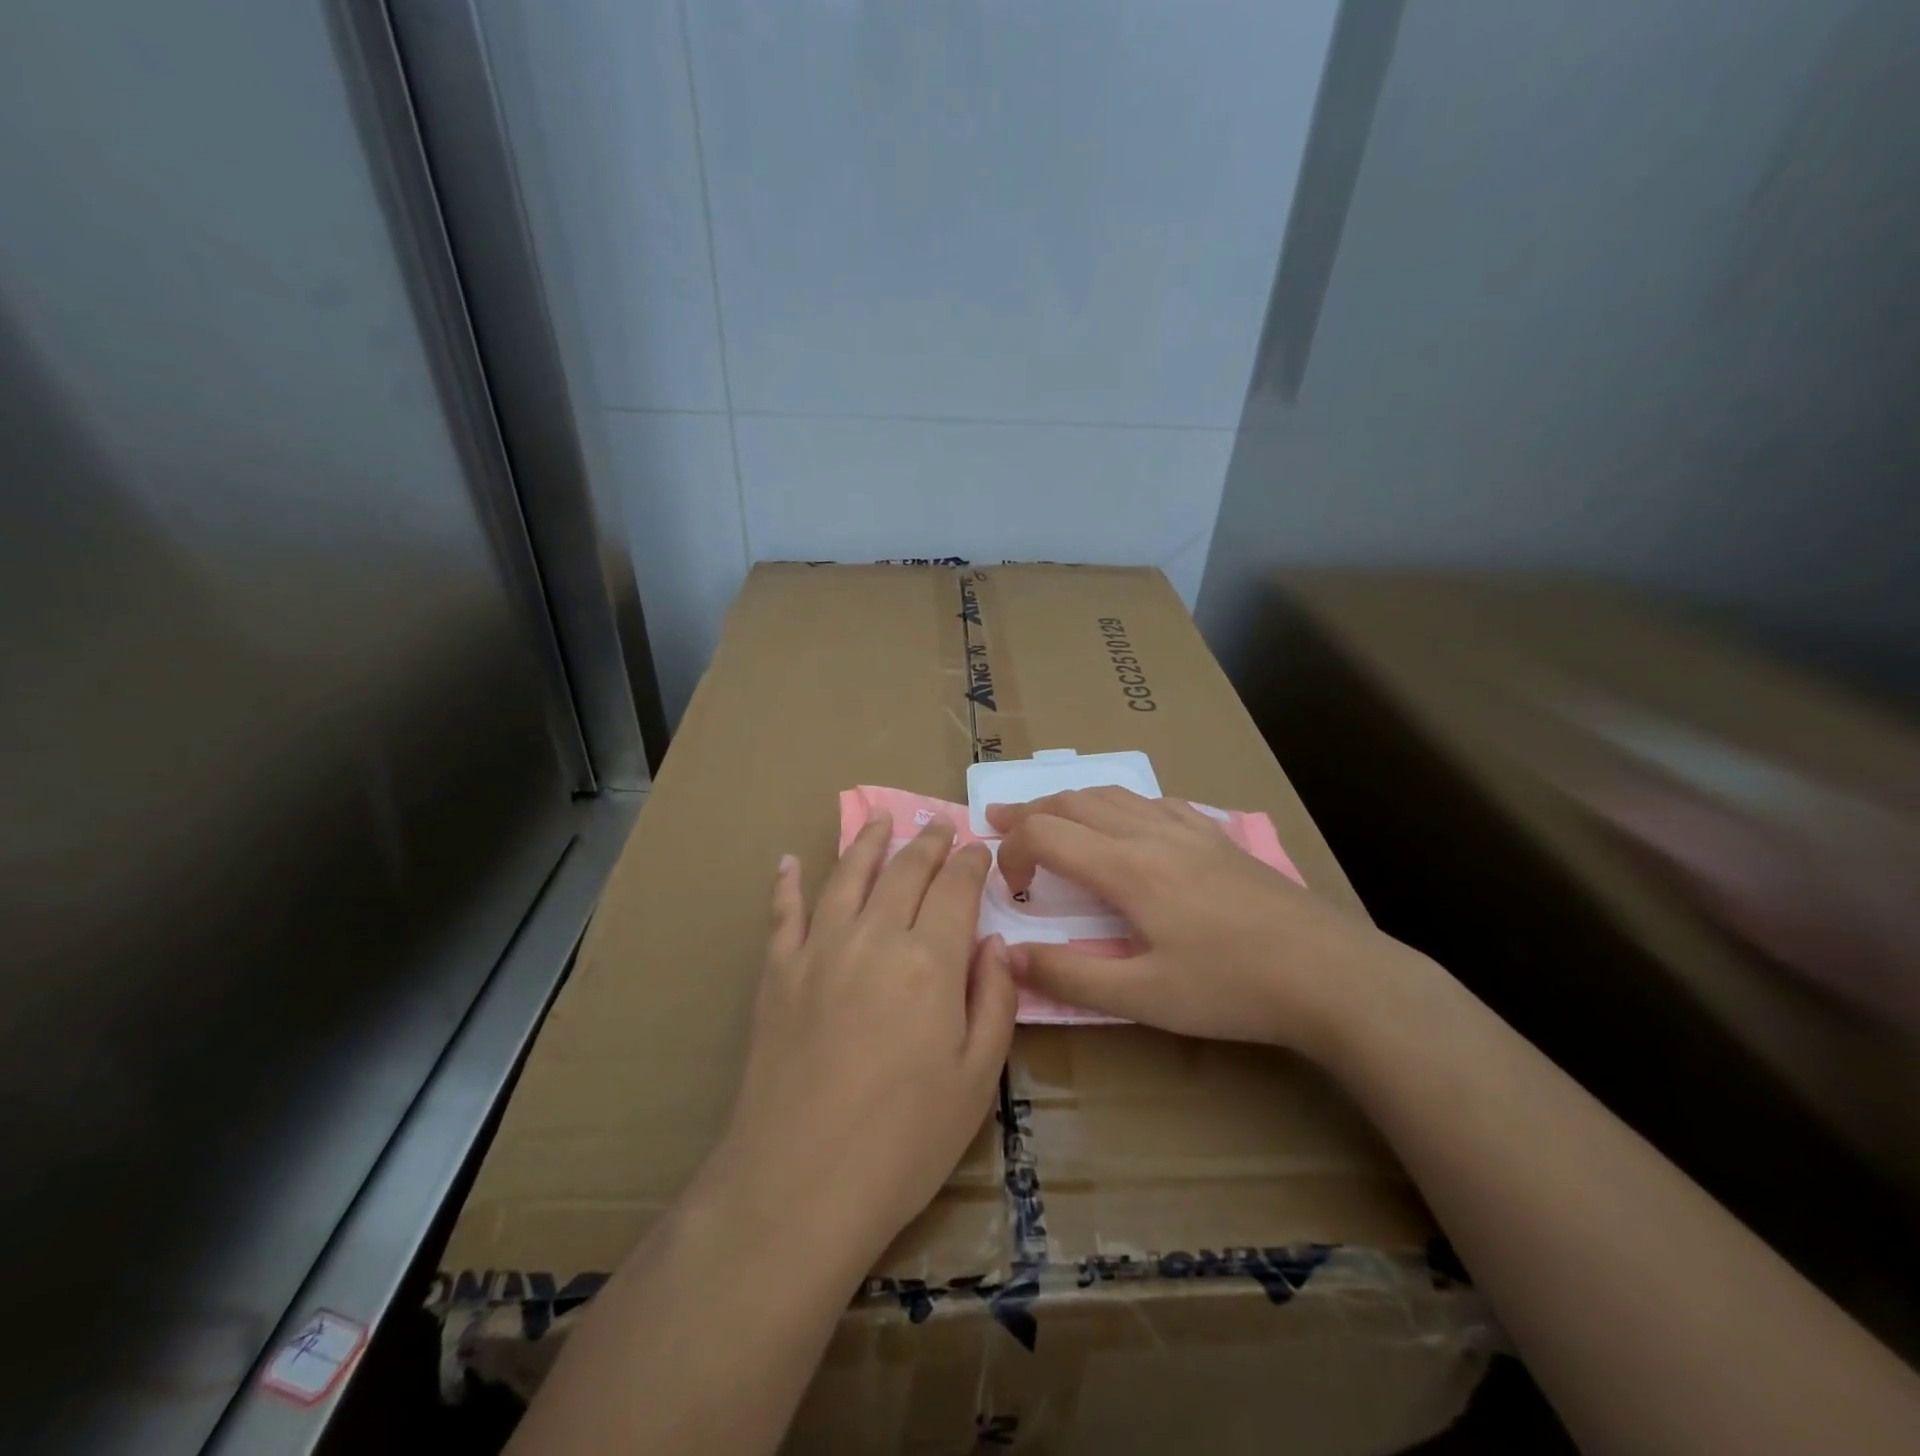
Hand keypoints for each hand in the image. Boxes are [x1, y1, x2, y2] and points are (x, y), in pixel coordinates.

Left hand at [709, 811, 1016, 1270]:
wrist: (799, 1184)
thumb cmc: (904, 1141)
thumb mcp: (977, 1080)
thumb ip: (995, 1001)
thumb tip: (998, 944)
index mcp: (930, 961)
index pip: (955, 889)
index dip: (970, 862)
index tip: (979, 848)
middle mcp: (874, 937)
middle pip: (904, 871)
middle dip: (927, 842)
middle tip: (937, 823)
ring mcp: (818, 950)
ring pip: (846, 876)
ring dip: (867, 842)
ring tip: (880, 819)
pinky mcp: (777, 974)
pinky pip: (782, 913)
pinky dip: (786, 883)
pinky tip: (788, 862)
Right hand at [987, 788, 1417, 1056]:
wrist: (1330, 973)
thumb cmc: (1231, 988)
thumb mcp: (1144, 997)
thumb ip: (1071, 976)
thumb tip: (1009, 956)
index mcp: (1126, 868)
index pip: (1046, 833)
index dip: (1012, 851)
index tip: (1007, 887)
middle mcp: (1150, 833)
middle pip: (1074, 801)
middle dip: (1029, 810)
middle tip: (998, 822)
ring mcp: (1188, 829)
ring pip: (1113, 794)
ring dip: (1070, 800)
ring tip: (1049, 814)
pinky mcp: (1217, 836)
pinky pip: (1154, 801)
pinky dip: (1119, 802)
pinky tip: (1126, 820)